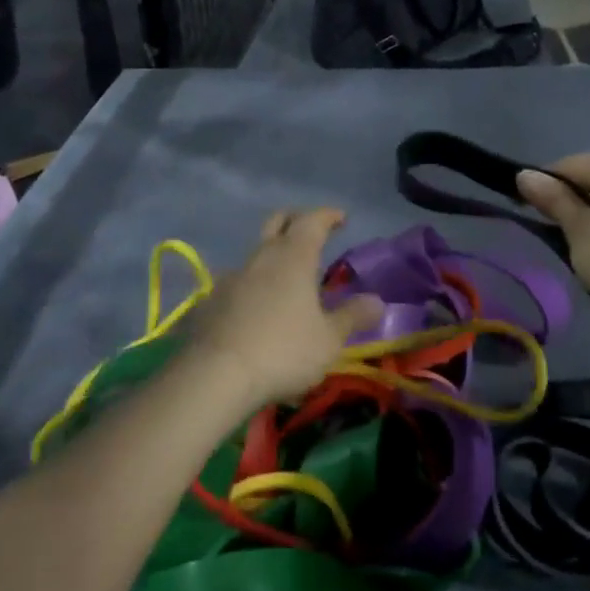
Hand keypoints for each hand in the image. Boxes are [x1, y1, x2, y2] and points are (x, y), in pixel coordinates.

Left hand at [184, 209, 383, 413]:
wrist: (216, 374)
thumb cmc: (283, 350)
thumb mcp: (329, 339)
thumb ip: (352, 316)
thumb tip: (378, 301)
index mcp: (294, 257)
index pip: (312, 220)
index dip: (328, 216)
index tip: (341, 218)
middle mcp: (262, 256)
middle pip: (278, 222)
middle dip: (296, 220)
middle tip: (311, 230)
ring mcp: (232, 276)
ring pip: (256, 251)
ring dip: (273, 254)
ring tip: (287, 275)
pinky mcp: (212, 299)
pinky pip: (238, 280)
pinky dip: (254, 283)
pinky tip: (258, 305)